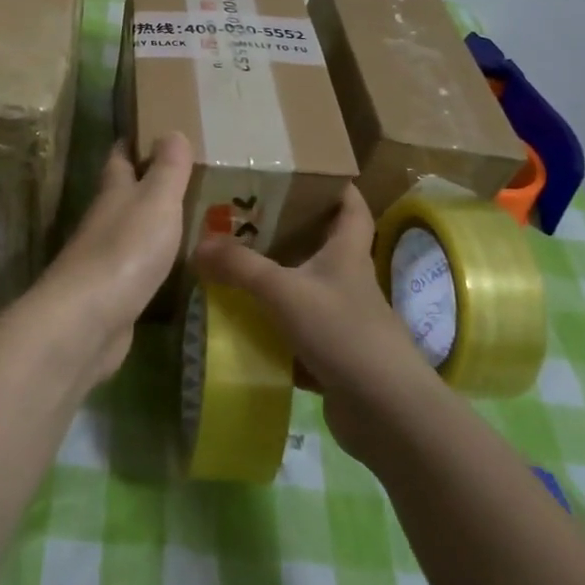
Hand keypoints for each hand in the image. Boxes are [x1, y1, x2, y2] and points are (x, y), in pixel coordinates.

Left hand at [31, 132, 193, 383]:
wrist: (88, 320)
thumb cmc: (126, 250)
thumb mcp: (156, 200)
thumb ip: (167, 168)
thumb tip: (171, 131)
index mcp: (113, 192)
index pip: (120, 157)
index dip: (133, 142)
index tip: (153, 130)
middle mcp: (105, 220)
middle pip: (123, 194)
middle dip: (147, 183)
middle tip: (184, 177)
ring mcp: (105, 259)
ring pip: (130, 230)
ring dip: (152, 223)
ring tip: (188, 217)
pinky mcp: (112, 293)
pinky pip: (136, 267)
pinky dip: (153, 260)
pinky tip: (173, 265)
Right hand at [193, 184, 430, 462]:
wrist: (385, 411)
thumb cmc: (342, 332)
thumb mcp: (284, 291)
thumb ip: (240, 267)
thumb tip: (199, 245)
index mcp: (348, 254)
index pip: (352, 208)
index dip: (337, 188)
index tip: (309, 174)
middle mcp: (349, 282)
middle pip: (324, 247)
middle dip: (291, 234)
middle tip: (248, 221)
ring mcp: (345, 322)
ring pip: (308, 292)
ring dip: (278, 284)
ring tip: (236, 271)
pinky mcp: (335, 357)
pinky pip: (299, 335)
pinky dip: (275, 331)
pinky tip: (245, 329)